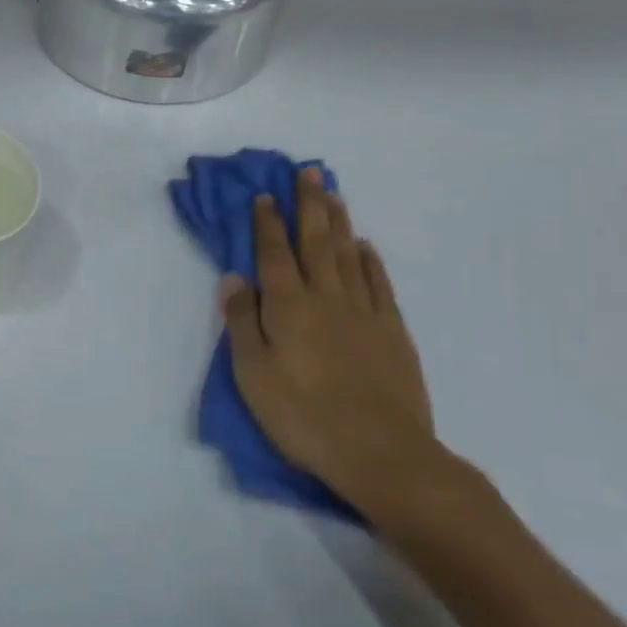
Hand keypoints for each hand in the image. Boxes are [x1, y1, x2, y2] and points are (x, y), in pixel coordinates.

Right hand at [220, 170, 444, 520]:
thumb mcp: (252, 373)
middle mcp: (326, 298)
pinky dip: (371, 261)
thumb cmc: (303, 415)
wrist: (381, 453)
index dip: (268, 223)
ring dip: (339, 222)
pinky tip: (365, 247)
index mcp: (288, 306)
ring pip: (349, 256)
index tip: (265, 194)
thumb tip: (233, 278)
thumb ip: (242, 321)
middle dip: (309, 205)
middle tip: (308, 172)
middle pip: (316, 242)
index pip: (273, 254)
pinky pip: (380, 285)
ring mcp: (364, 313)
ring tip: (333, 194)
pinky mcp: (393, 333)